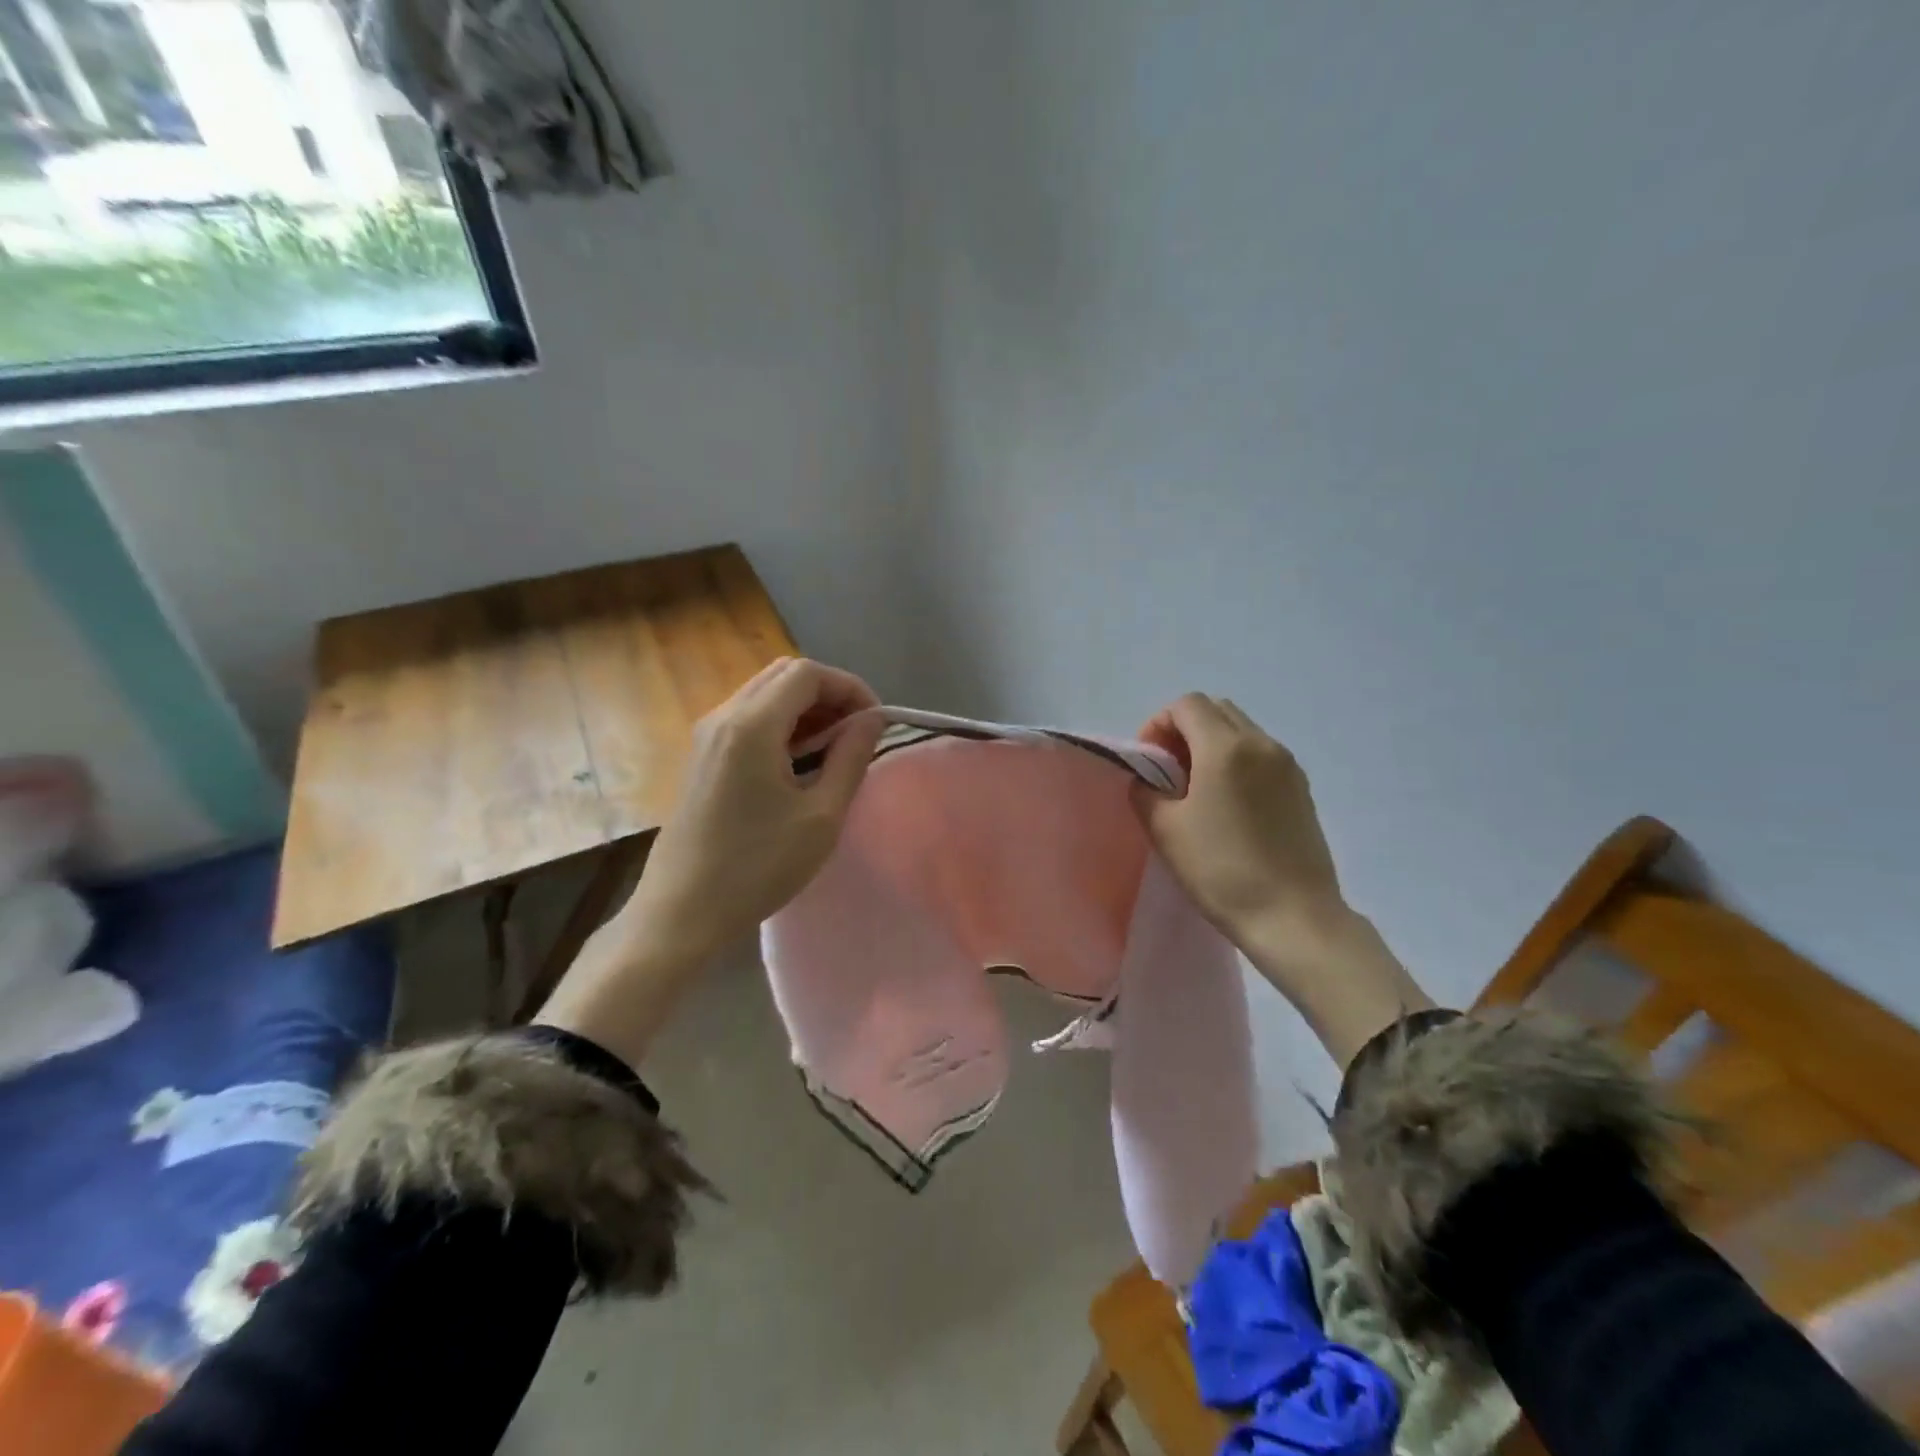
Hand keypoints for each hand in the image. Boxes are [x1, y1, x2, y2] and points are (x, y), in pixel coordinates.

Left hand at [535, 657, 885, 1068]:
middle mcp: (723, 717)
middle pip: (783, 675)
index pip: (807, 674)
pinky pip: (748, 718)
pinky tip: (798, 761)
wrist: (682, 911)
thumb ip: (850, 758)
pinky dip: (781, 724)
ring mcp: (706, 736)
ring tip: (834, 748)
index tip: (875, 723)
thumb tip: (871, 720)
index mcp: (752, 726)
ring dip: (805, 708)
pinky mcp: (701, 756)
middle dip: (828, 693)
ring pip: (764, 694)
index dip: (849, 687)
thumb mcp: (821, 816)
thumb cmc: (758, 867)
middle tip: (856, 732)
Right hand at [1133, 694, 1343, 956]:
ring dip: (1212, 744)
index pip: (1186, 705)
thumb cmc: (1222, 870)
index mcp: (1225, 747)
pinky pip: (1262, 755)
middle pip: (1217, 710)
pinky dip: (1237, 761)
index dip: (1158, 724)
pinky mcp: (1302, 789)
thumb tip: (1147, 780)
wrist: (1293, 917)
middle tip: (1169, 769)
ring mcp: (1288, 766)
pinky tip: (1228, 805)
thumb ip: (1146, 792)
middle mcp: (1262, 744)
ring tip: (1197, 789)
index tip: (1149, 761)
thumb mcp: (1165, 830)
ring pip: (1242, 730)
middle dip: (1185, 729)